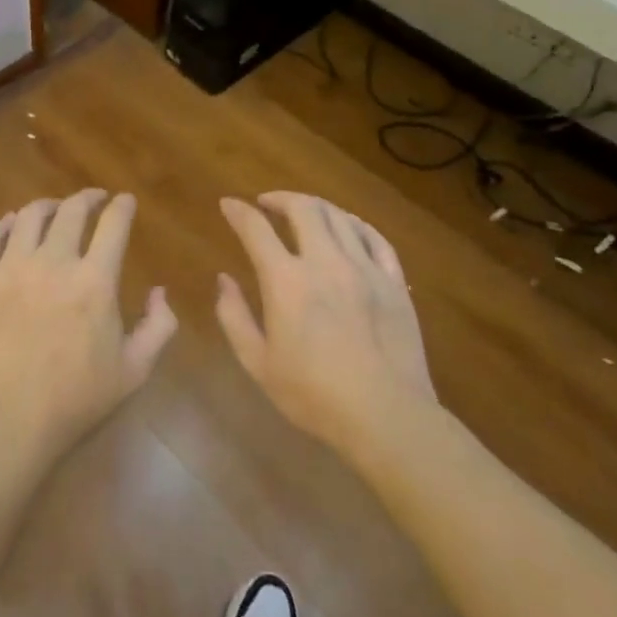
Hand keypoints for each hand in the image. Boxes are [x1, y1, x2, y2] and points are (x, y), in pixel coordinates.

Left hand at [0, 190, 177, 468]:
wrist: (8, 424)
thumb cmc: (76, 401)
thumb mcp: (134, 371)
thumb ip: (158, 327)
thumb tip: (159, 292)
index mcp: (94, 281)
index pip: (113, 225)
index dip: (122, 207)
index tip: (125, 201)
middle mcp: (53, 262)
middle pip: (71, 211)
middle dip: (88, 198)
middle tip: (94, 199)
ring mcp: (10, 269)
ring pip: (28, 216)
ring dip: (47, 206)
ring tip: (55, 209)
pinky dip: (3, 224)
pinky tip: (10, 224)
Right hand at [215, 193, 437, 460]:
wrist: (387, 418)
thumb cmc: (314, 395)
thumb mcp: (258, 363)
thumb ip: (234, 317)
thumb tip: (223, 280)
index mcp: (286, 281)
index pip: (255, 229)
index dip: (238, 211)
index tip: (228, 204)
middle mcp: (325, 262)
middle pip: (303, 208)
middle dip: (280, 198)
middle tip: (267, 204)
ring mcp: (365, 268)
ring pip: (339, 216)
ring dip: (316, 207)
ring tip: (304, 213)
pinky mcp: (394, 282)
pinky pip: (375, 238)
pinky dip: (356, 224)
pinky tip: (348, 227)